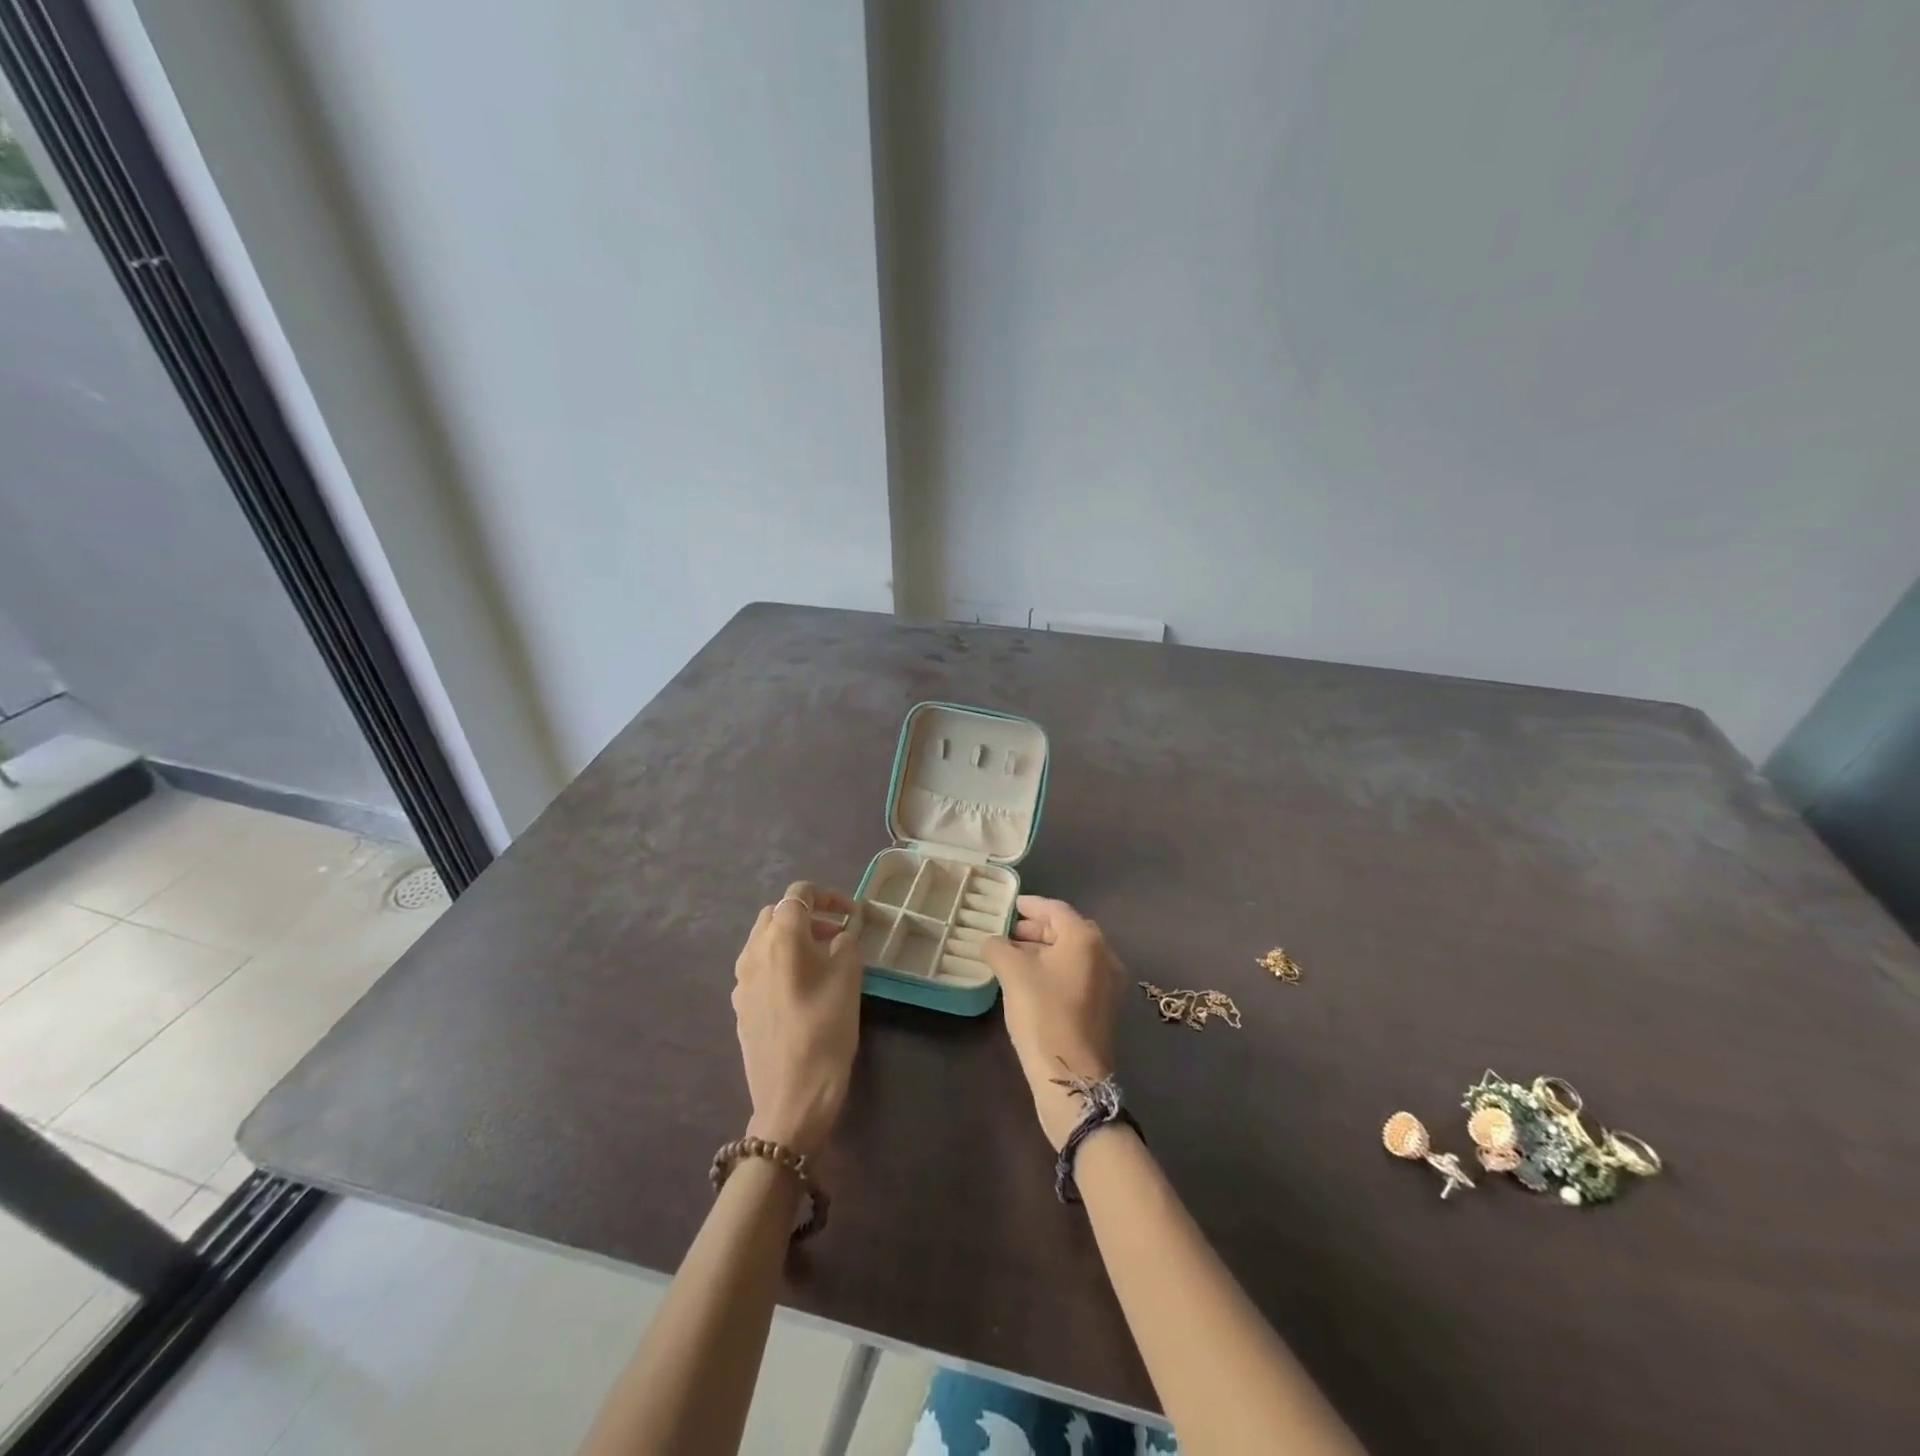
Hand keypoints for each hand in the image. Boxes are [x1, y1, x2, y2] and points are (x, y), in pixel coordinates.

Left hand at [732, 882, 863, 1157]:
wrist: (792, 1098)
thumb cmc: (826, 1030)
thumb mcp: (848, 978)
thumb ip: (845, 943)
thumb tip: (840, 934)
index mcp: (780, 936)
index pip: (799, 894)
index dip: (829, 896)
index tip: (852, 914)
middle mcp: (753, 951)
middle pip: (777, 914)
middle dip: (808, 915)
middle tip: (838, 934)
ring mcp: (741, 980)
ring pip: (765, 940)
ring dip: (793, 939)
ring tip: (823, 960)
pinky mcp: (740, 1006)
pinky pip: (760, 968)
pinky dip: (781, 962)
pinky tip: (803, 989)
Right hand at [983, 896, 1123, 1149]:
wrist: (1071, 1076)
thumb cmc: (1043, 1014)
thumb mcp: (1012, 974)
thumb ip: (998, 948)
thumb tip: (991, 942)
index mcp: (1085, 938)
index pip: (1055, 909)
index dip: (1030, 905)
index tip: (1009, 905)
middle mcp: (1104, 954)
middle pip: (1067, 930)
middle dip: (1036, 929)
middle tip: (1007, 933)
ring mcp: (1108, 982)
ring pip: (1072, 954)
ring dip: (1044, 951)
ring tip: (1012, 958)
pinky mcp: (1104, 1007)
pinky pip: (1077, 975)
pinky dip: (1055, 970)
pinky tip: (1030, 981)